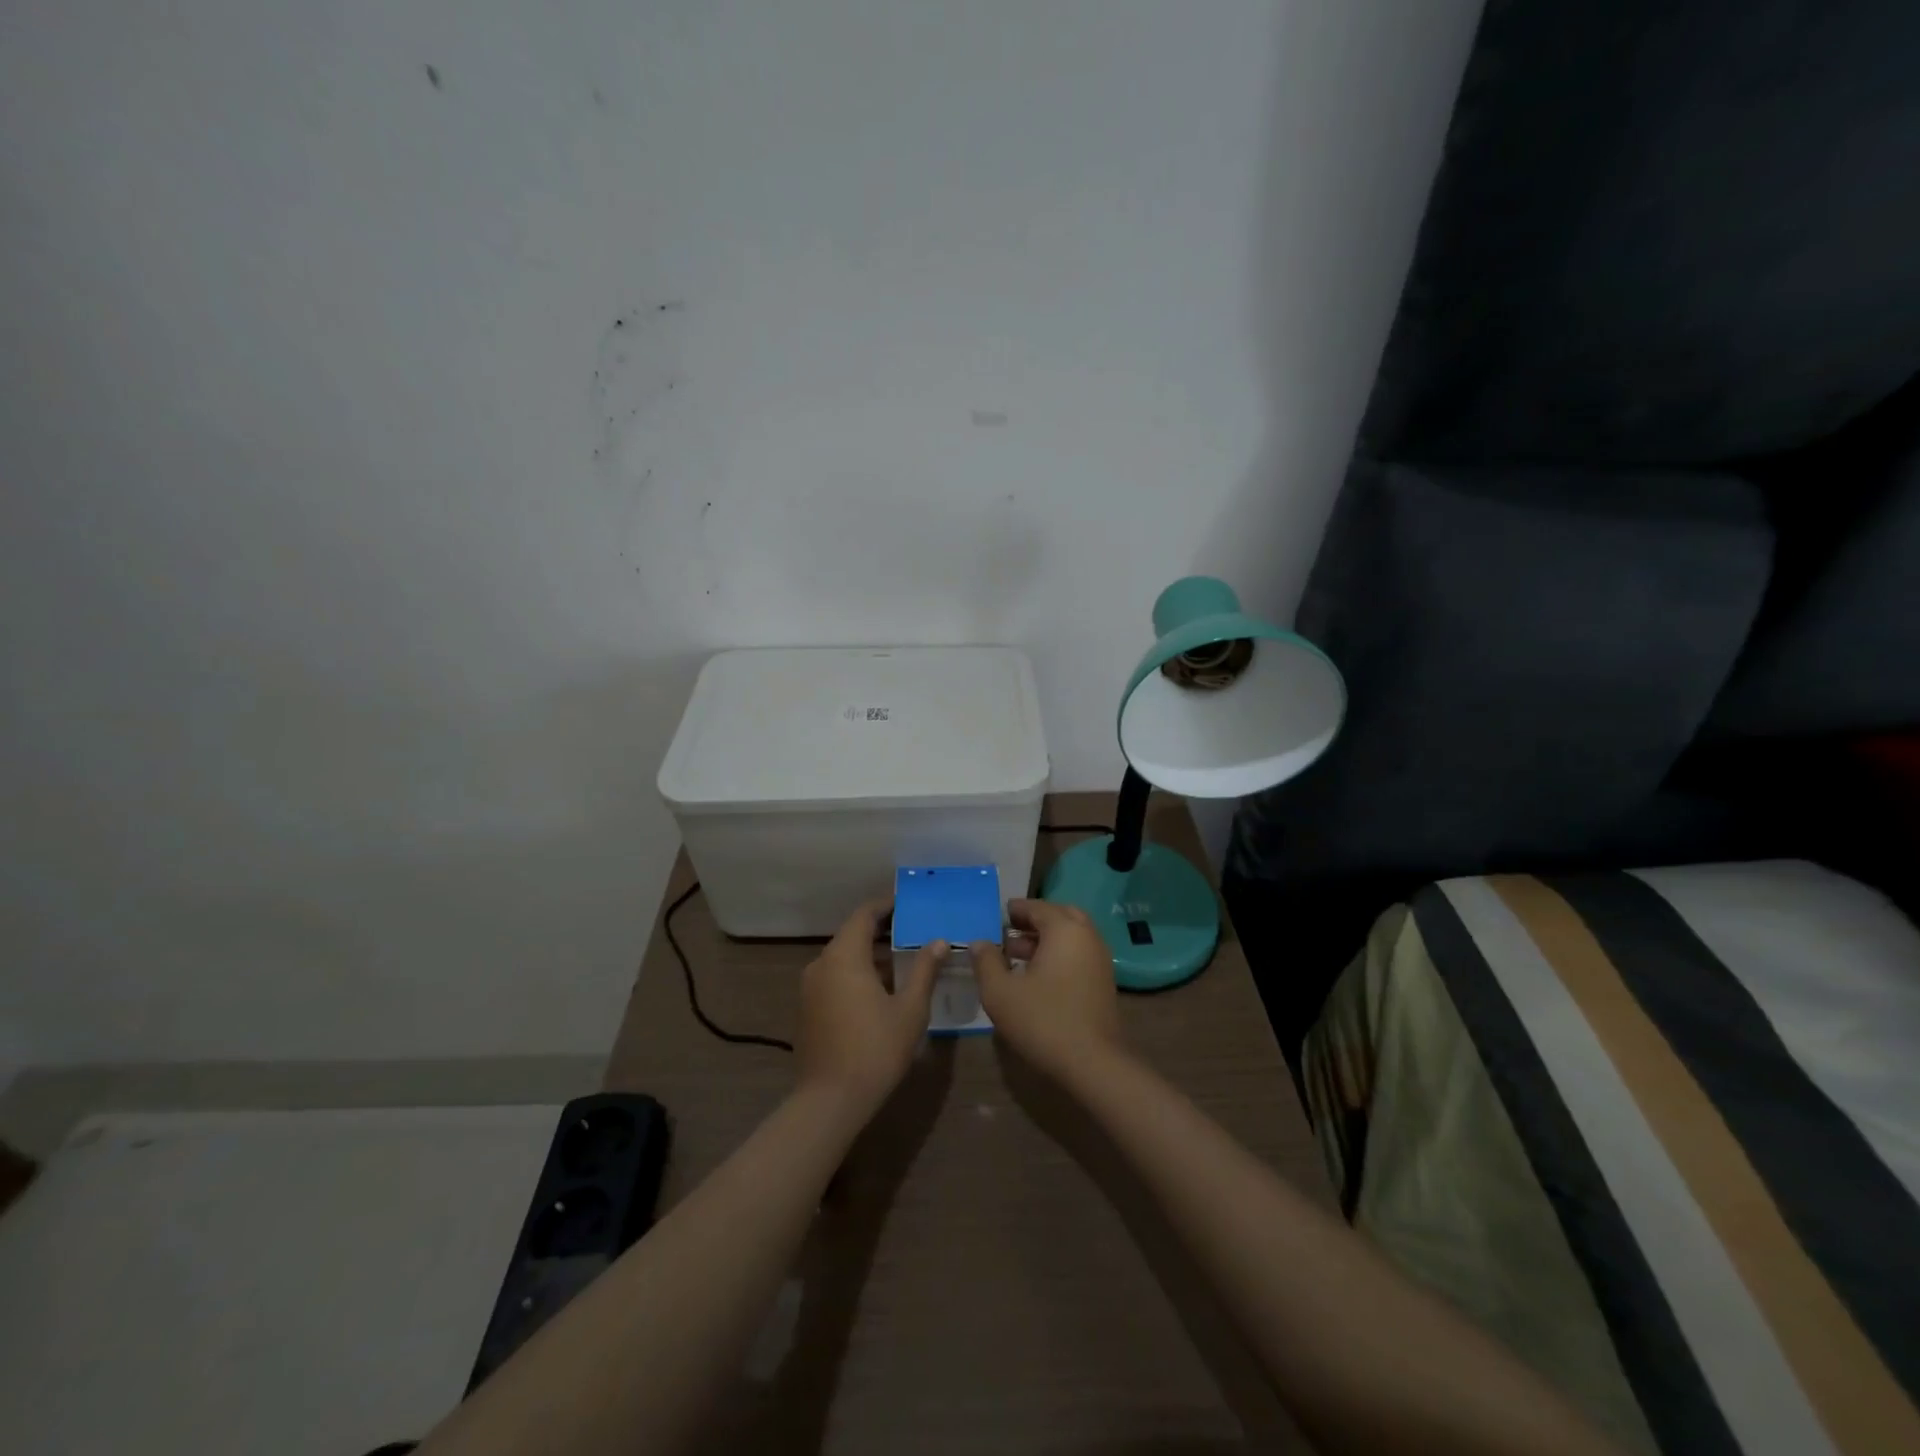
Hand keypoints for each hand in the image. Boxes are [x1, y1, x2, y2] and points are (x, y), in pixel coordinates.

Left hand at [796, 898, 942, 1118]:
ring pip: (842, 958)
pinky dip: (856, 974)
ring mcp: (810, 988)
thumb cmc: (875, 1049)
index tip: (909, 904)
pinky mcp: (807, 1009)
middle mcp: (821, 964)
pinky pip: (834, 978)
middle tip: (913, 932)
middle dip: (881, 931)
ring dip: (869, 955)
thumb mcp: (910, 1009)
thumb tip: (938, 941)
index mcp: (844, 956)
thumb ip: (924, 970)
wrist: (829, 1101)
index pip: (864, 915)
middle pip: (852, 934)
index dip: (886, 906)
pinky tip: (880, 991)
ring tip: (902, 961)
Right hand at [972, 897, 1123, 1079]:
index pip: (1037, 907)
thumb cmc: (1043, 1020)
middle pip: (1059, 916)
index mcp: (1064, 929)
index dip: (1015, 910)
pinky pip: (1078, 954)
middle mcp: (1087, 936)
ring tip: (1017, 956)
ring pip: (1071, 936)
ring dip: (1046, 939)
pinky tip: (1038, 977)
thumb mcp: (1000, 992)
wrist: (1093, 1063)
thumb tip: (979, 942)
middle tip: (1009, 933)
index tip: (997, 916)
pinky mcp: (1104, 981)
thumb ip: (986, 962)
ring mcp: (1100, 959)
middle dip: (1034, 921)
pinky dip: (1059, 955)